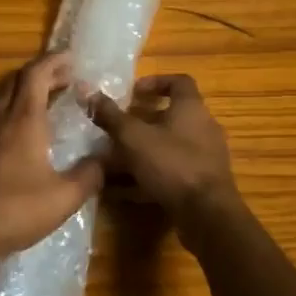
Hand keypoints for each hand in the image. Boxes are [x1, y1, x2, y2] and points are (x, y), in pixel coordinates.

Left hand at [0, 53, 104, 259]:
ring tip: (31, 97)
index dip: (54, 61)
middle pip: (15, 80)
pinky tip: (5, 129)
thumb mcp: (64, 197)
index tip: (71, 58)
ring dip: (14, 86)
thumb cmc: (16, 211)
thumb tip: (109, 157)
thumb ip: (90, 174)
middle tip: (63, 80)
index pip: (36, 74)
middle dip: (40, 74)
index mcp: (22, 119)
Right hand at [87, 75, 237, 219]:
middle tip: (118, 129)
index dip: (155, 82)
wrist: (207, 214)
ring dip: (143, 151)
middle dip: (142, 122)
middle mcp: (203, 128)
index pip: (179, 82)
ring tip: (115, 161)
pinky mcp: (202, 183)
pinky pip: (172, 172)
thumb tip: (88, 93)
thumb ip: (111, 116)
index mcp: (191, 108)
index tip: (133, 93)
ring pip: (169, 146)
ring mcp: (205, 157)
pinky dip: (150, 176)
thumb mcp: (134, 137)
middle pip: (172, 116)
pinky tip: (124, 191)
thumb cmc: (172, 164)